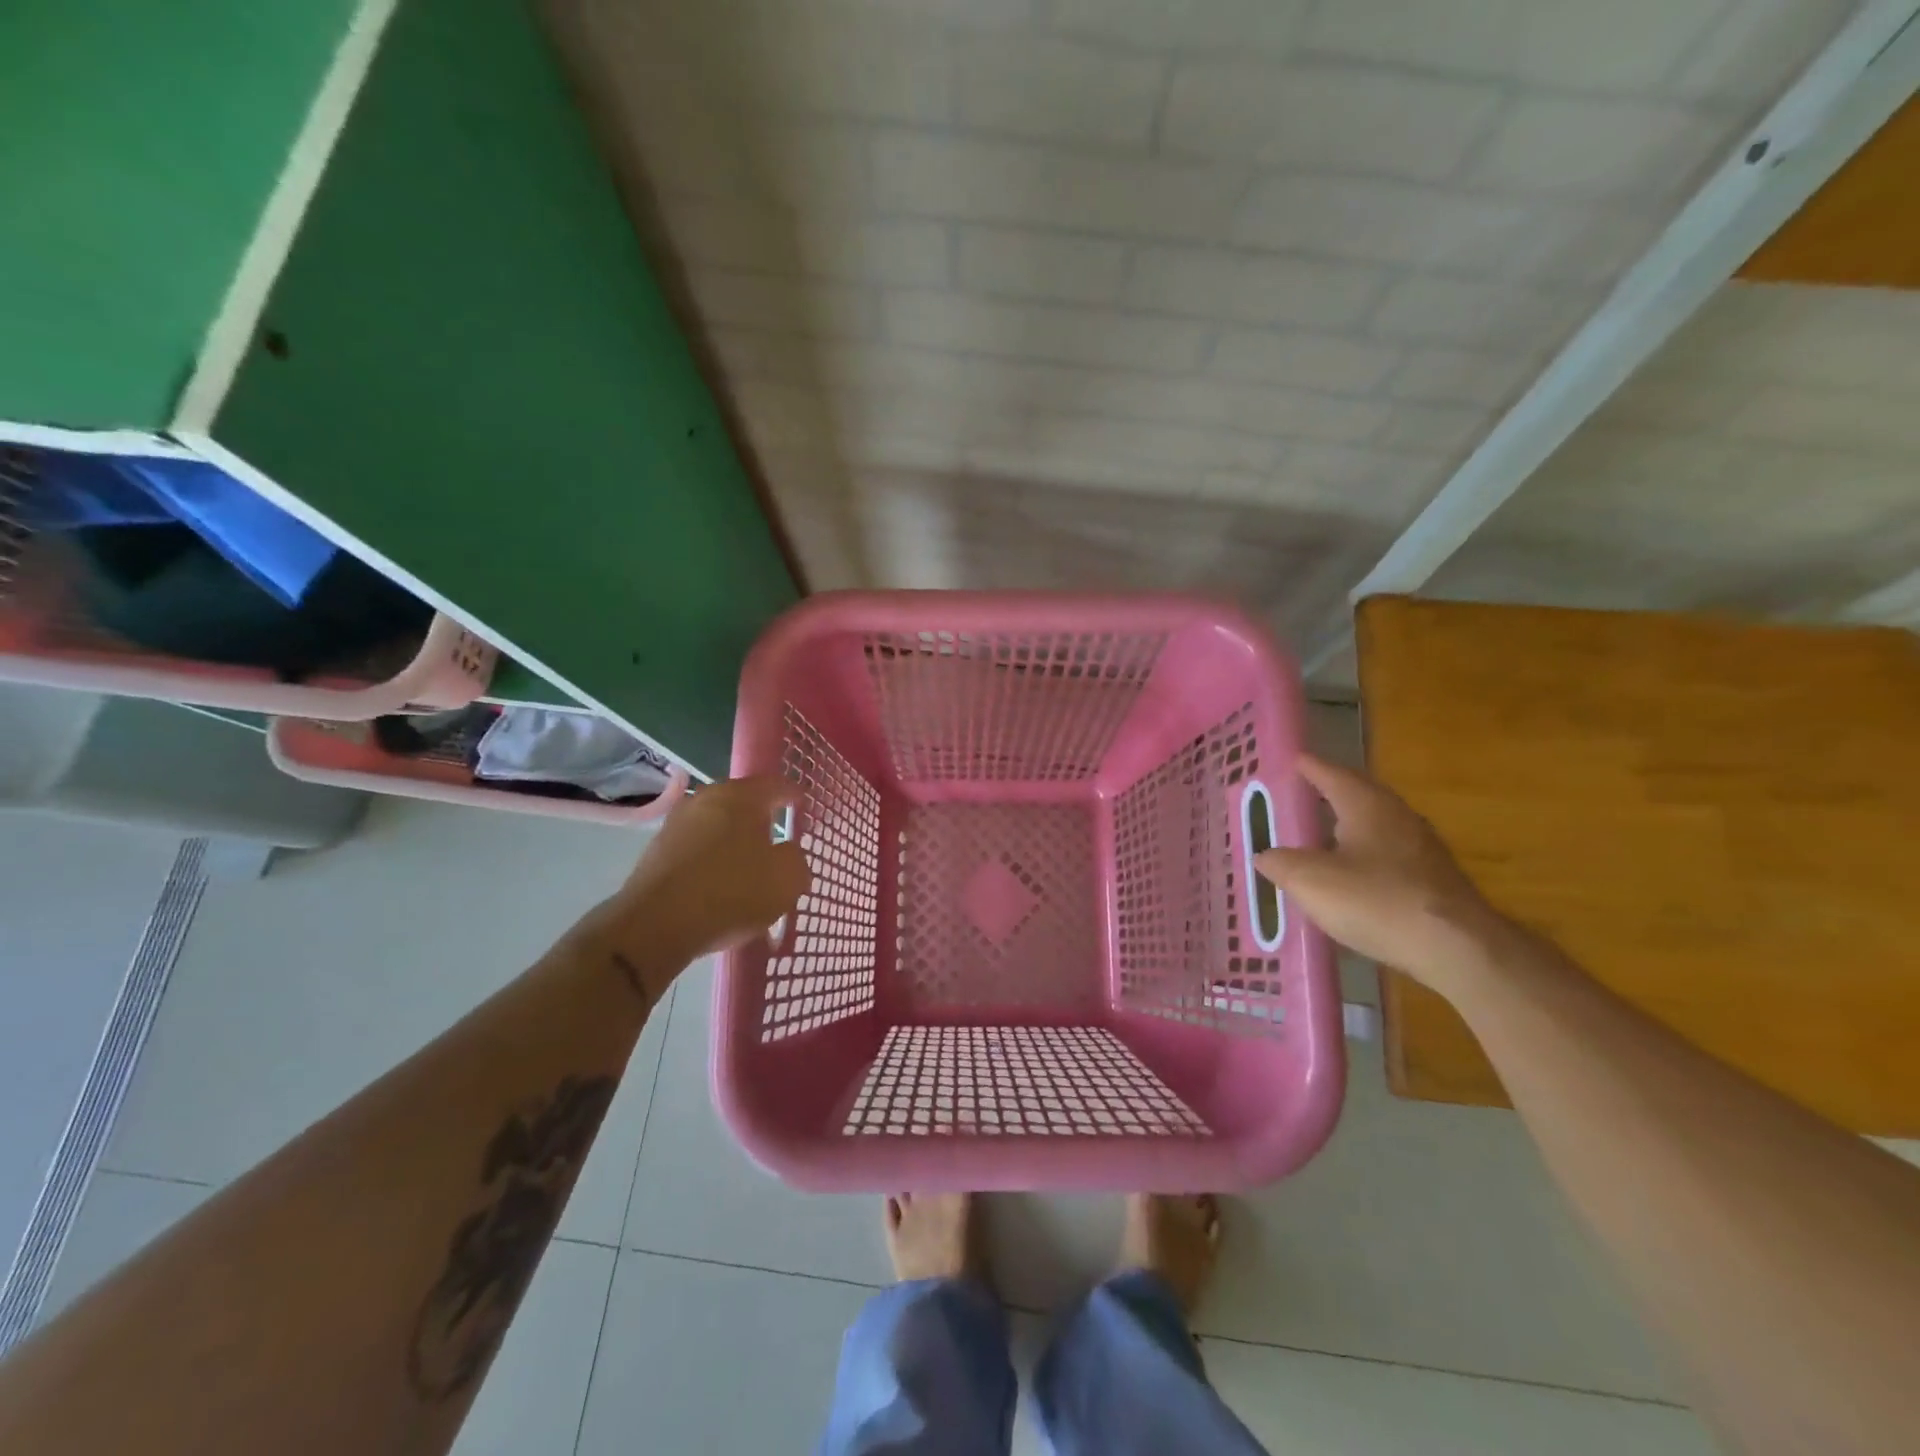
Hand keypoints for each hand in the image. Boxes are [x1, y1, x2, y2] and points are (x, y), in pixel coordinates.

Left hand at [592, 776, 810, 991]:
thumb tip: (786, 853)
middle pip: (742, 804)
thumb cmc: (731, 892)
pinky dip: (712, 861)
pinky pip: (697, 850)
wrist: (655, 925)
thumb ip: (796, 859)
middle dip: (761, 819)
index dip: (793, 795)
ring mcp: (676, 824)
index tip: (803, 806)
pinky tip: (720, 885)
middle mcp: (705, 799)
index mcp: (740, 796)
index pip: (776, 785)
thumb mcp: (786, 879)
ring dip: (734, 842)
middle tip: (778, 840)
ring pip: (717, 827)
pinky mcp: (656, 852)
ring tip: (748, 868)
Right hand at [1254, 754, 1506, 997]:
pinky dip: (1364, 856)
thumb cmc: (1376, 901)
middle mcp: (1397, 816)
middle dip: (1329, 793)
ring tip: (1319, 835)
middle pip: (1358, 795)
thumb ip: (1281, 863)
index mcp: (1365, 805)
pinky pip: (1388, 855)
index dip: (1308, 767)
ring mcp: (1421, 847)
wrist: (1456, 948)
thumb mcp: (1310, 881)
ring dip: (1348, 826)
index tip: (1291, 759)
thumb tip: (1264, 855)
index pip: (1331, 773)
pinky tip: (1351, 876)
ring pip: (1375, 825)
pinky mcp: (1433, 879)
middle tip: (1301, 795)